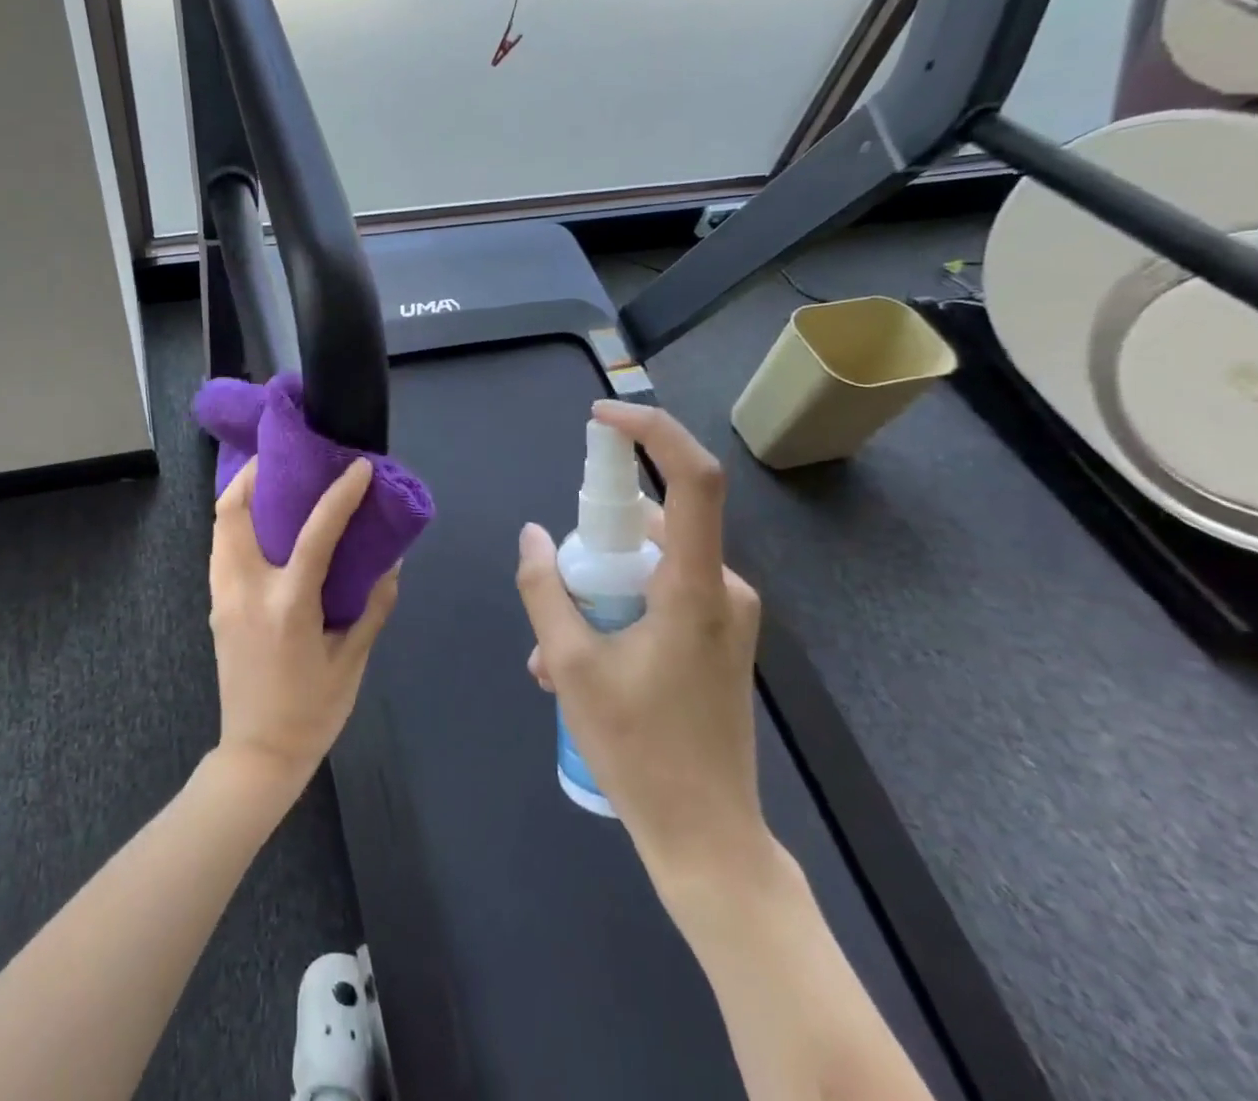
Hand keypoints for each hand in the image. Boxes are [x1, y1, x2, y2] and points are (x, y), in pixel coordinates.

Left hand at [208, 457, 397, 796]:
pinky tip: (264, 528)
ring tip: (274, 485)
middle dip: (254, 475)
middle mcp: (247, 591)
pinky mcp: (216, 608)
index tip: (358, 468)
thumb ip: (373, 607)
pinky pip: (221, 550)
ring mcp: (223, 598)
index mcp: (287, 604)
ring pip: (220, 528)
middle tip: (286, 459)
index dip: (340, 495)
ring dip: (242, 497)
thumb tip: (391, 563)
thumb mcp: (352, 661)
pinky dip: (237, 525)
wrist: (258, 755)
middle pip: (233, 513)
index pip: (315, 533)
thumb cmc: (312, 711)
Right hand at [516, 402, 766, 889]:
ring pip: (646, 565)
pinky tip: (577, 663)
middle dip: (590, 547)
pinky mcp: (718, 636)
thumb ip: (545, 589)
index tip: (602, 419)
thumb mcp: (569, 666)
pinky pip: (659, 593)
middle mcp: (721, 588)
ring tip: (550, 651)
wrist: (708, 839)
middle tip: (551, 592)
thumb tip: (532, 535)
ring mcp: (724, 614)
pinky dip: (615, 609)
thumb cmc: (640, 752)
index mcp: (694, 587)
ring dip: (595, 590)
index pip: (692, 479)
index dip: (651, 432)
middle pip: (648, 526)